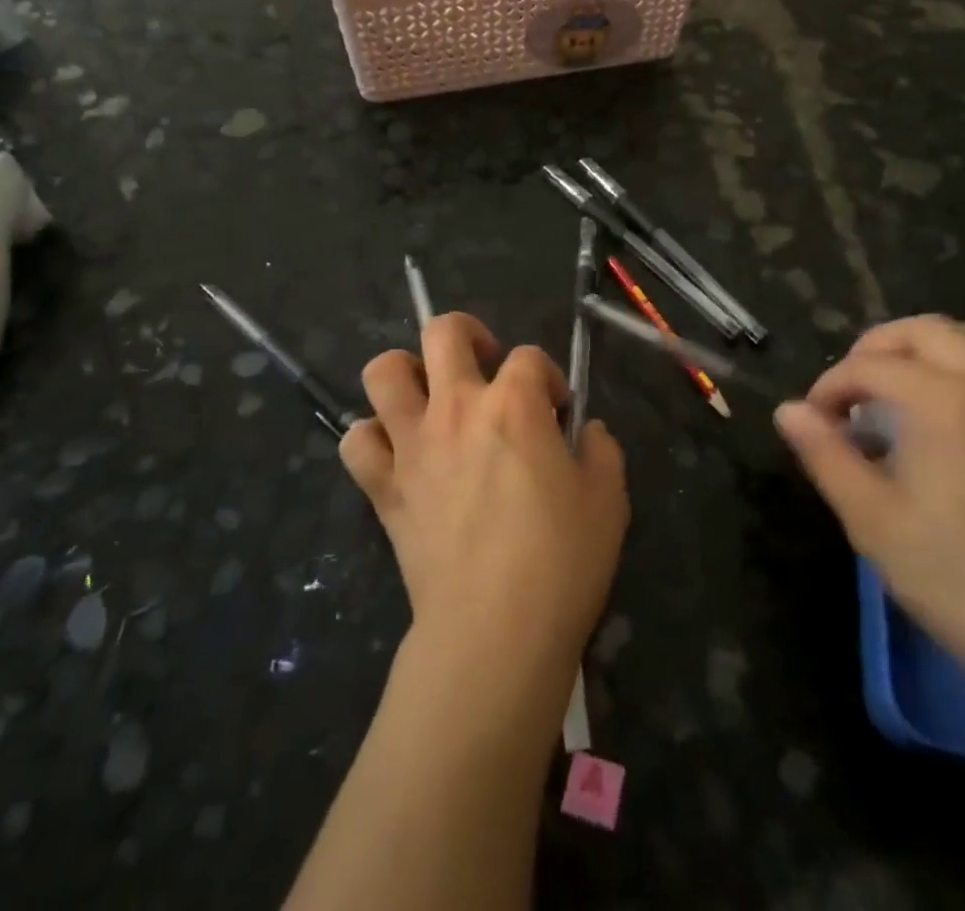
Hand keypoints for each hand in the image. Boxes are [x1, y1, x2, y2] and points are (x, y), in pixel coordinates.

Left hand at [342, 314, 629, 693]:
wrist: (494, 631)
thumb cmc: (561, 562)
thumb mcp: (608, 501)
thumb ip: (602, 451)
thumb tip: (588, 431)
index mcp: (514, 405)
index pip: (530, 357)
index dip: (548, 377)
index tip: (558, 412)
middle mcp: (457, 408)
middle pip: (443, 332)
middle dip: (467, 334)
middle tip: (484, 366)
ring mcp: (413, 444)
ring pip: (383, 372)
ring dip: (404, 371)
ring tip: (428, 395)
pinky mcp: (384, 486)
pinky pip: (356, 442)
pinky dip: (371, 438)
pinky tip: (396, 452)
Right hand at [777, 313, 964, 758]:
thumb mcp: (873, 522)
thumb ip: (826, 455)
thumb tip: (789, 411)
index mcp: (944, 402)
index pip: (869, 367)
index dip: (832, 387)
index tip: (817, 420)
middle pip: (926, 331)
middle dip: (879, 350)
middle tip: (859, 392)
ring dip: (957, 340)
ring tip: (932, 377)